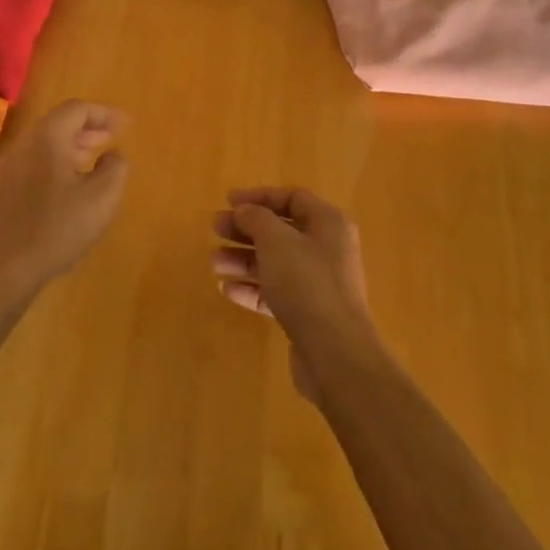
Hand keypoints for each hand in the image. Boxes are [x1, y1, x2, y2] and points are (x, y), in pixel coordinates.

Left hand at [0, 101, 128, 305]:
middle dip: (89, 128)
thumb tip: (113, 155)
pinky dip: (59, 163)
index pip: (77, 109)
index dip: (105, 114)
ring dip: (74, 146)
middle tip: (113, 139)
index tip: (127, 126)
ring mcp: (10, 168)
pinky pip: (37, 163)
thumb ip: (115, 167)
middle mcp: (25, 145)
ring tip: (96, 161)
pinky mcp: (4, 191)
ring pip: (46, 144)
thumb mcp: (102, 197)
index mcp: (47, 138)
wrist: (5, 269)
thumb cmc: (58, 227)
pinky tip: (72, 187)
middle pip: (59, 123)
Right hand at [212, 188, 376, 402]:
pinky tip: (227, 290)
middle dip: (246, 229)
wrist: (335, 353)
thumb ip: (256, 218)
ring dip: (244, 259)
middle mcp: (327, 249)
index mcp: (328, 223)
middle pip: (281, 230)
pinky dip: (252, 288)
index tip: (228, 201)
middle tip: (215, 229)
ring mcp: (319, 283)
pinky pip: (276, 292)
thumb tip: (245, 210)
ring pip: (276, 262)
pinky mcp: (309, 314)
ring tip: (214, 263)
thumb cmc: (306, 284)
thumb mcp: (276, 241)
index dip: (259, 197)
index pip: (292, 198)